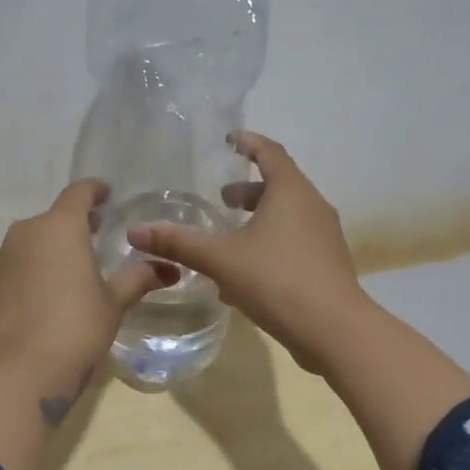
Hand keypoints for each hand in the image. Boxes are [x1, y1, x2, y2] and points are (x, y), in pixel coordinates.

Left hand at [0, 178, 174, 412]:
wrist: (17, 373)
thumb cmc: (75, 329)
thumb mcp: (113, 303)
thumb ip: (139, 278)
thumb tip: (170, 268)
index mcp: (60, 227)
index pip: (78, 193)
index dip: (95, 191)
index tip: (107, 195)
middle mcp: (25, 233)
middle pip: (54, 217)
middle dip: (75, 223)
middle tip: (97, 235)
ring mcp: (1, 258)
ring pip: (31, 241)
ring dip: (51, 247)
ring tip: (72, 268)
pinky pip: (15, 265)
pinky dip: (32, 269)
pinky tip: (45, 295)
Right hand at [128, 131, 367, 374]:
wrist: (333, 329)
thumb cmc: (275, 279)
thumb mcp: (220, 259)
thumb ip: (178, 243)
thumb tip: (136, 232)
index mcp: (291, 192)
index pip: (270, 153)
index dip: (249, 143)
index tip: (231, 140)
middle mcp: (313, 207)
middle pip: (281, 186)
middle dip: (249, 190)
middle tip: (222, 199)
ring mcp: (325, 237)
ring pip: (288, 217)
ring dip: (260, 219)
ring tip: (231, 236)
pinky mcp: (328, 265)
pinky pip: (295, 243)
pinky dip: (270, 244)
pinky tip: (247, 273)